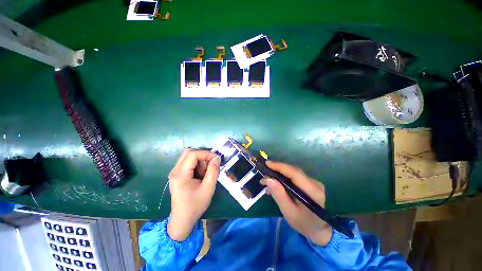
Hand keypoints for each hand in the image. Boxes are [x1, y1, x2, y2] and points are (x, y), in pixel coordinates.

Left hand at [167, 149, 220, 240]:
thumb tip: (217, 158)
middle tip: (210, 165)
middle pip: (188, 152)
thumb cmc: (195, 205)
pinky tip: (200, 175)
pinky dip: (196, 164)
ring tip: (205, 173)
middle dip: (202, 156)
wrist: (182, 220)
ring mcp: (174, 172)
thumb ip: (213, 171)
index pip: (193, 154)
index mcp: (180, 175)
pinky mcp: (177, 175)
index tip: (216, 159)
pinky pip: (187, 163)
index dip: (206, 153)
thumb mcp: (208, 188)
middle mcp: (175, 171)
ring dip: (199, 160)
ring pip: (188, 156)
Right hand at [262, 161, 332, 245]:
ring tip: (268, 178)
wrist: (319, 230)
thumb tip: (268, 179)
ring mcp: (313, 182)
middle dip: (278, 169)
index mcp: (312, 191)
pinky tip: (277, 182)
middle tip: (265, 171)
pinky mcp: (310, 183)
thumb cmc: (303, 223)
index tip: (267, 163)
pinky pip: (295, 176)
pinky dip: (284, 177)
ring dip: (280, 173)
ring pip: (293, 172)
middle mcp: (314, 183)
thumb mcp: (289, 212)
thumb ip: (279, 195)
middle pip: (293, 170)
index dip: (280, 166)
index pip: (294, 173)